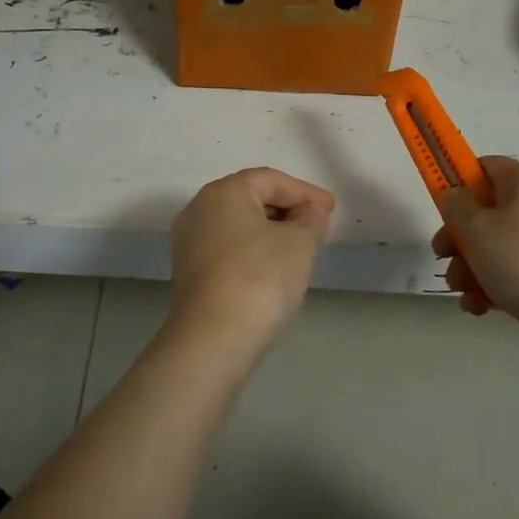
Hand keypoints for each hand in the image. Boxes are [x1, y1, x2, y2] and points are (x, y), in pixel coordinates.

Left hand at [168, 168, 334, 355]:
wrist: (213, 339)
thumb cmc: (260, 277)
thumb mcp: (299, 242)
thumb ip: (309, 219)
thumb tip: (309, 212)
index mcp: (223, 191)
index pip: (271, 180)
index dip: (305, 192)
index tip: (330, 210)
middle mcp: (199, 209)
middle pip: (250, 198)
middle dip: (286, 209)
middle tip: (317, 226)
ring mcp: (188, 242)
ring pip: (237, 225)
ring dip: (270, 231)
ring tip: (299, 248)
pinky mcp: (188, 272)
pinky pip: (227, 248)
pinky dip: (252, 251)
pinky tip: (272, 269)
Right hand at [433, 156, 518, 364]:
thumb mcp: (477, 227)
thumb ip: (456, 205)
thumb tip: (454, 194)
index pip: (489, 166)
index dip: (460, 178)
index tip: (441, 201)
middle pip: (487, 212)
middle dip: (459, 235)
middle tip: (442, 253)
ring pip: (495, 247)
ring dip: (469, 266)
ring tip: (460, 288)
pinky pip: (511, 276)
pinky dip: (490, 288)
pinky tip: (476, 306)